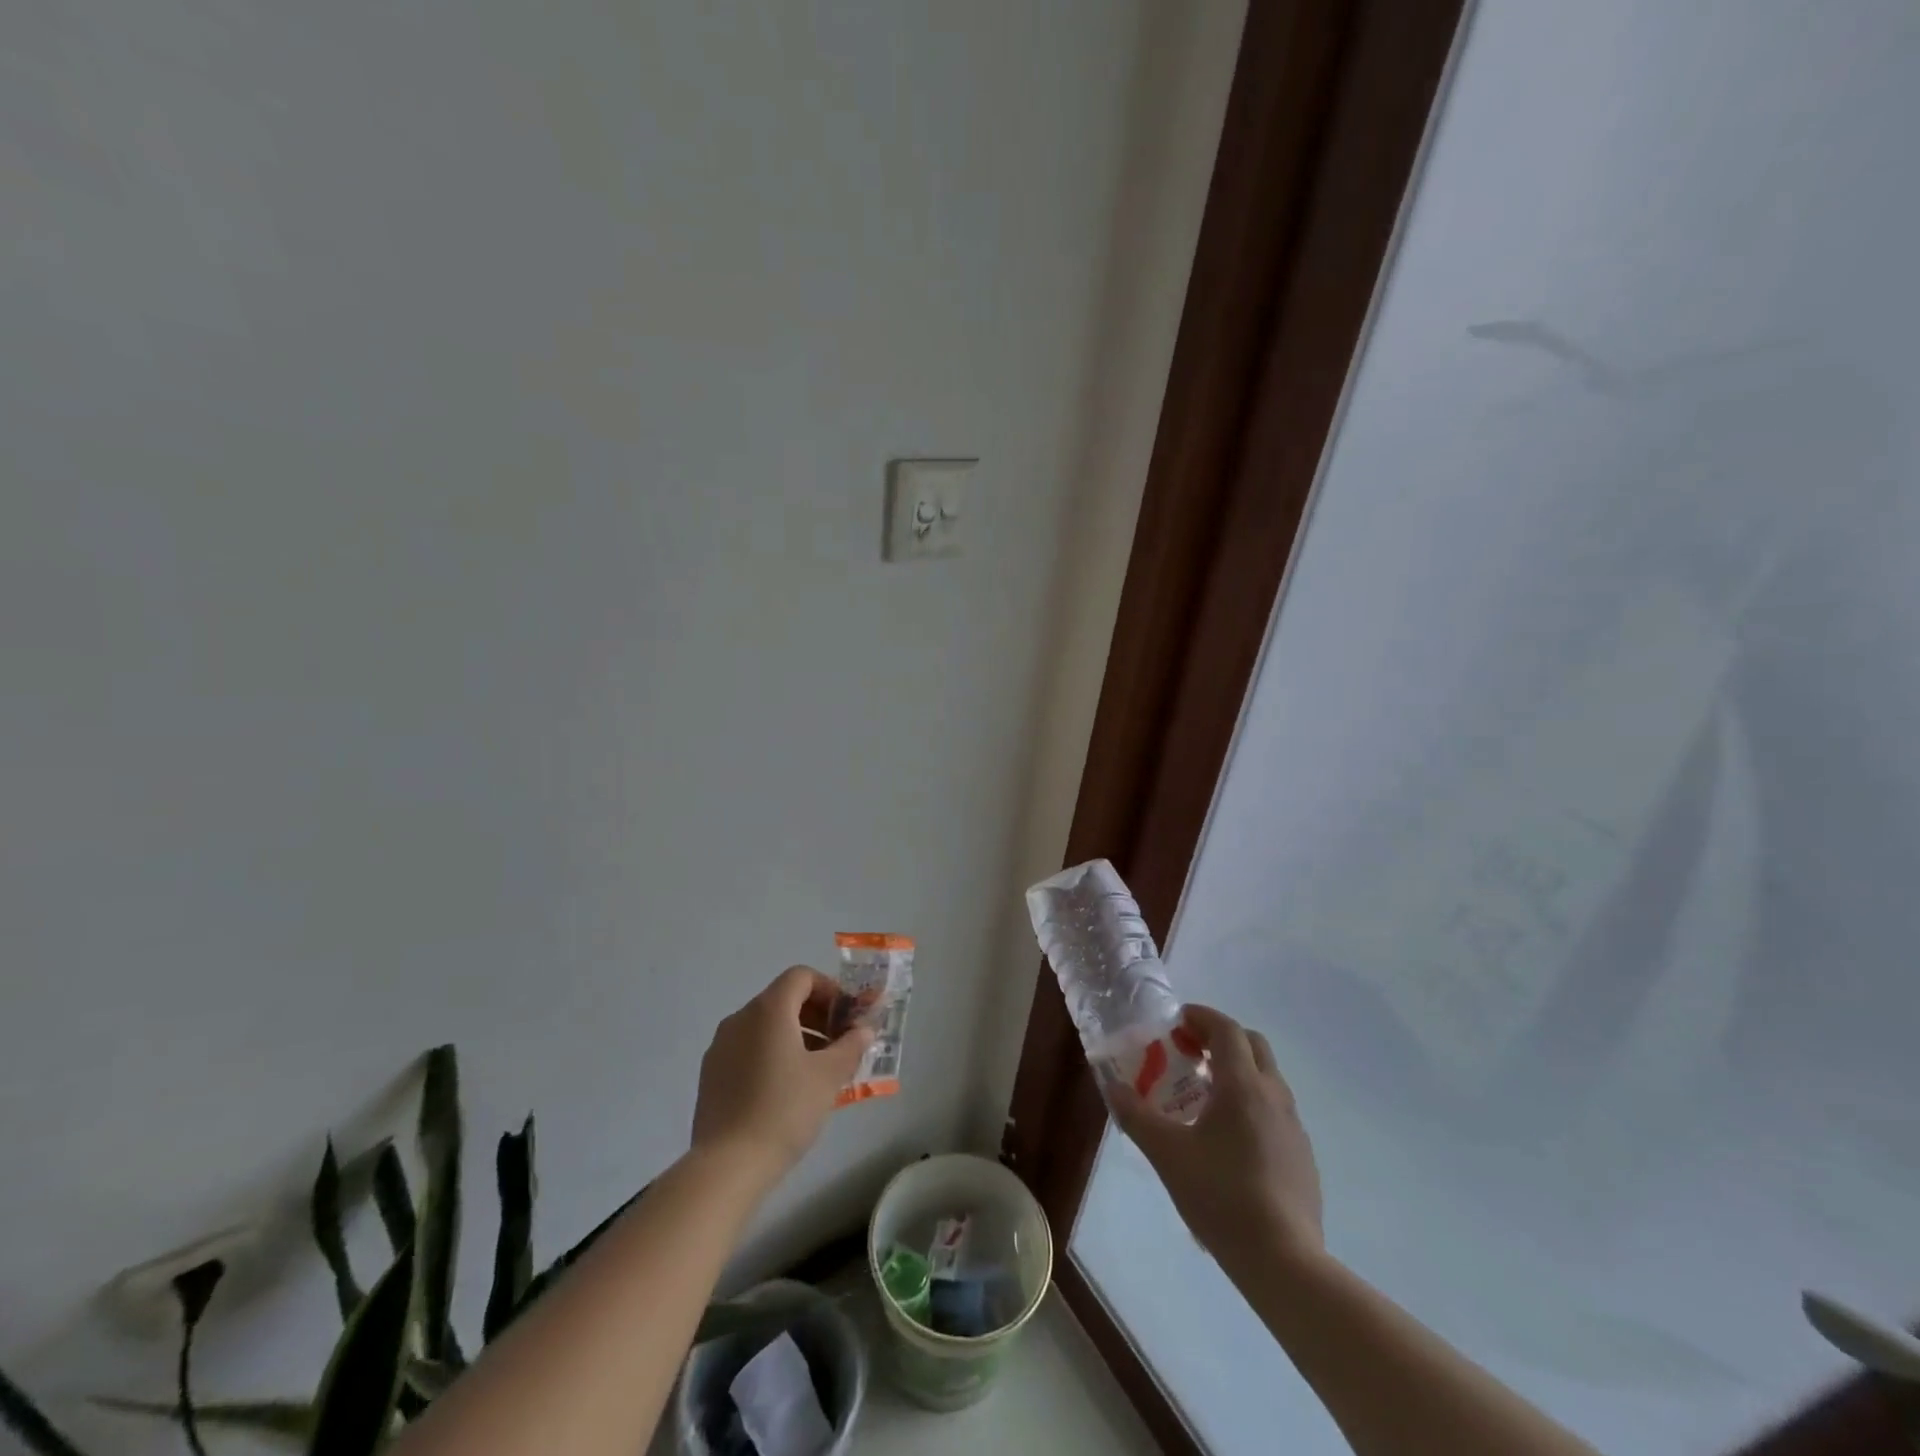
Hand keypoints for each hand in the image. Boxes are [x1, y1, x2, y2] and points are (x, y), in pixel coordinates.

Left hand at [691, 967, 873, 1181]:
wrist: (727, 1165)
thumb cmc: (784, 1110)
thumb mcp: (829, 1077)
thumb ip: (851, 1046)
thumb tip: (864, 1030)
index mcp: (769, 1010)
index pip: (801, 977)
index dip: (829, 990)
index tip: (846, 1018)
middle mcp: (740, 1018)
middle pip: (783, 999)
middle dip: (816, 1015)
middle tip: (838, 1044)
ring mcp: (720, 1046)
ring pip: (765, 1026)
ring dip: (796, 1036)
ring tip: (816, 1070)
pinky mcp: (711, 1074)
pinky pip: (748, 1048)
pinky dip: (771, 1054)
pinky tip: (786, 1090)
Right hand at [1107, 1005, 1323, 1276]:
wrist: (1284, 1261)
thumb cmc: (1221, 1196)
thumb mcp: (1167, 1154)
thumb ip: (1137, 1116)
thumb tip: (1113, 1088)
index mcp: (1243, 1085)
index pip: (1226, 1029)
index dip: (1201, 1016)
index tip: (1176, 1021)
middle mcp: (1274, 1094)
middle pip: (1252, 1044)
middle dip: (1221, 1038)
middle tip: (1189, 1053)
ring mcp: (1293, 1126)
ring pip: (1266, 1077)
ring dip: (1237, 1070)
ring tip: (1203, 1095)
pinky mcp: (1302, 1155)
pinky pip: (1274, 1109)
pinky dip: (1251, 1101)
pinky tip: (1229, 1137)